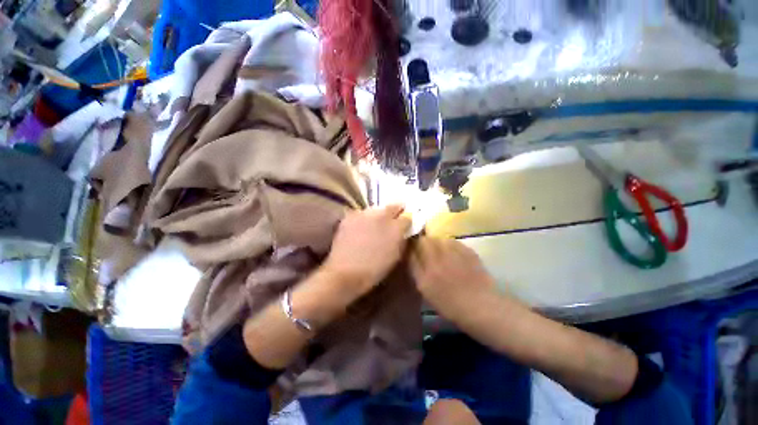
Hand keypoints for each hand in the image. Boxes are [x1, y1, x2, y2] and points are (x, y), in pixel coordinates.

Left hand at [323, 205, 411, 300]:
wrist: (345, 272)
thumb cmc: (375, 269)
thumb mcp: (395, 255)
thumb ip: (401, 239)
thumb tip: (403, 230)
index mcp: (395, 227)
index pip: (407, 216)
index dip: (407, 219)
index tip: (405, 223)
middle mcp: (381, 215)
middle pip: (392, 207)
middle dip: (394, 212)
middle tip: (392, 221)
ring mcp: (364, 214)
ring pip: (376, 209)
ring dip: (378, 215)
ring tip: (375, 226)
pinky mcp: (350, 217)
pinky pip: (361, 214)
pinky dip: (363, 219)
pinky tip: (360, 229)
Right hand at [410, 236, 496, 320]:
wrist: (481, 306)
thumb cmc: (451, 305)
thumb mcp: (426, 292)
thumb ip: (416, 272)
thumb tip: (411, 255)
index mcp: (425, 275)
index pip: (411, 252)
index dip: (410, 248)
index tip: (411, 248)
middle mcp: (437, 261)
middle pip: (423, 241)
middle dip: (421, 242)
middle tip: (425, 249)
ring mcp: (453, 254)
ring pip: (437, 239)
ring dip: (435, 243)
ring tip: (439, 252)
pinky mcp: (466, 251)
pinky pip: (451, 241)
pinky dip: (448, 244)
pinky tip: (452, 254)